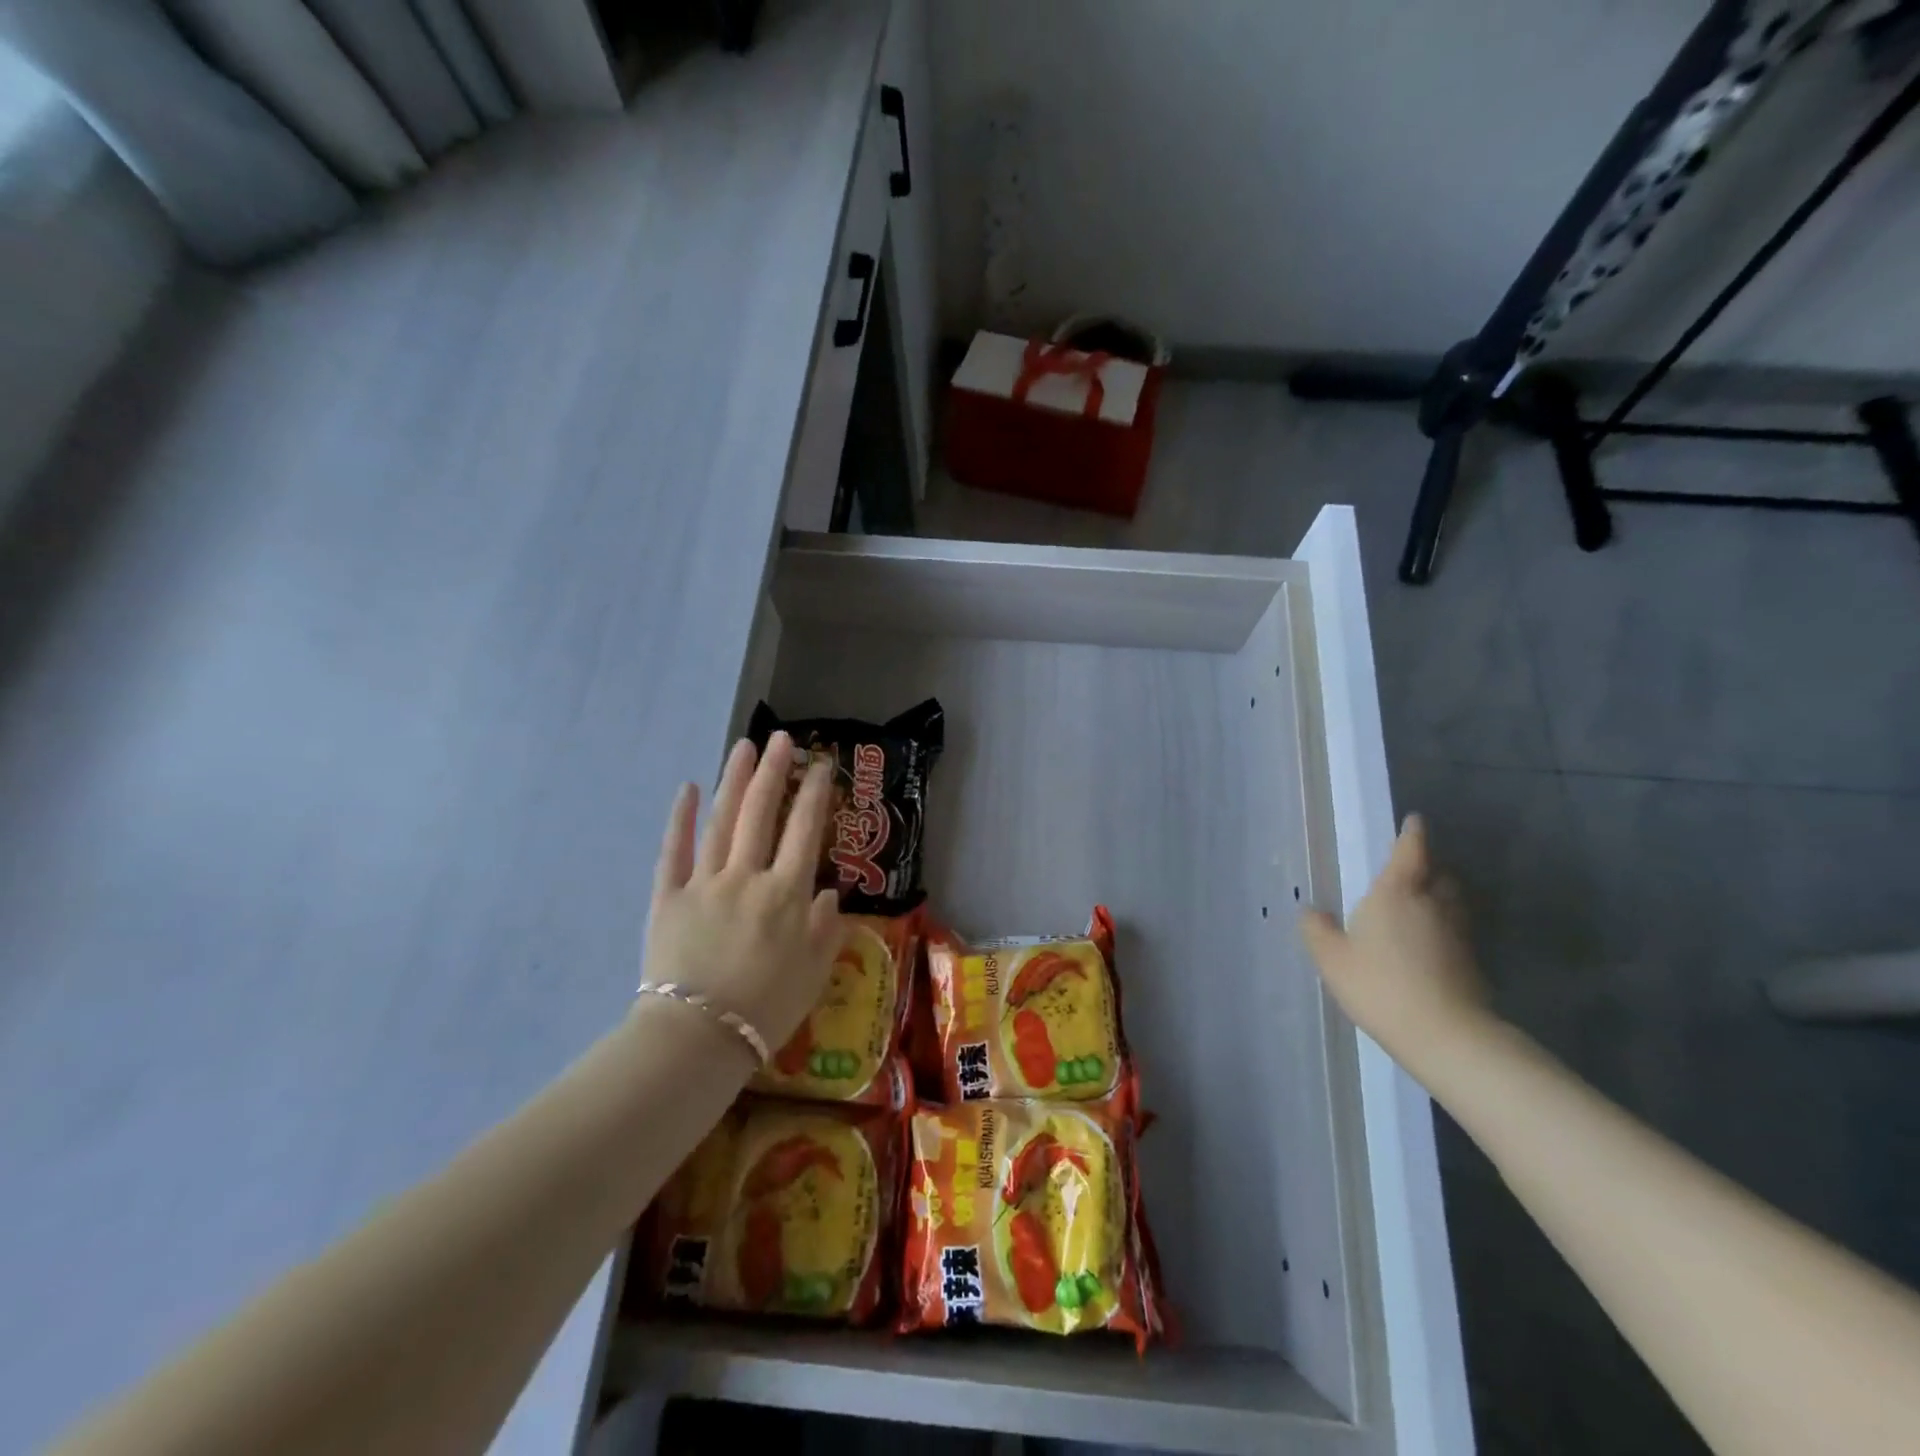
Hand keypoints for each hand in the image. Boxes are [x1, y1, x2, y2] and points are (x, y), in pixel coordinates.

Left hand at [642, 732, 844, 1052]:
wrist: (698, 1039)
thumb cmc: (766, 1009)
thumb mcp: (814, 972)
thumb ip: (826, 927)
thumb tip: (830, 892)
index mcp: (786, 894)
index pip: (805, 830)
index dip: (814, 793)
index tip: (820, 764)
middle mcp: (748, 877)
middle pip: (761, 813)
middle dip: (774, 772)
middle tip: (781, 738)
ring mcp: (705, 883)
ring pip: (722, 821)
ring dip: (733, 781)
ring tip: (744, 748)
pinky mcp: (668, 897)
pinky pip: (674, 851)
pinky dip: (680, 819)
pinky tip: (685, 789)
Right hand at [1299, 814, 1494, 1080]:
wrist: (1444, 1034)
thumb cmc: (1379, 984)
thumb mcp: (1332, 958)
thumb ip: (1318, 930)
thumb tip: (1311, 911)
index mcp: (1396, 893)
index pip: (1410, 852)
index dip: (1412, 834)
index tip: (1415, 820)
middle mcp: (1432, 904)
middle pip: (1439, 874)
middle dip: (1429, 866)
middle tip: (1414, 867)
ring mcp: (1457, 933)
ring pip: (1452, 901)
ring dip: (1441, 894)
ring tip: (1423, 901)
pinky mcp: (1472, 961)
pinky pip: (1457, 930)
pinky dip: (1445, 927)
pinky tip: (1431, 943)